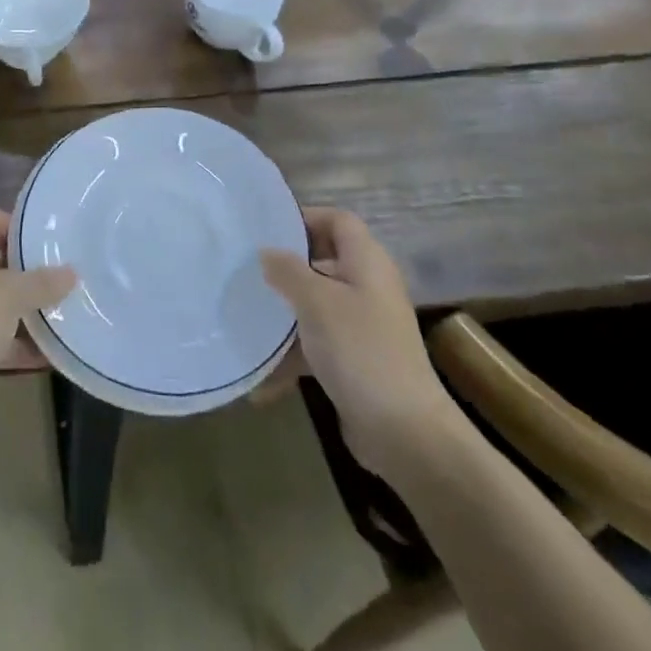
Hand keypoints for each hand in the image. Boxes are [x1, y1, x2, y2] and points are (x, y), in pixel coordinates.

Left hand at [0, 199, 76, 445]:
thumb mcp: (6, 298)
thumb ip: (40, 282)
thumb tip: (71, 273)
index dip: (5, 221)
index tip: (36, 245)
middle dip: (19, 267)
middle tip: (53, 280)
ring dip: (19, 306)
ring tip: (58, 315)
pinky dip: (11, 341)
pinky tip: (46, 355)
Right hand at [257, 207, 460, 477]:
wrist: (405, 432)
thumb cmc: (360, 350)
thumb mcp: (316, 301)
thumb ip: (287, 270)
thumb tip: (267, 252)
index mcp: (367, 263)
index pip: (338, 220)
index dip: (305, 218)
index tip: (267, 230)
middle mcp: (368, 288)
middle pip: (324, 262)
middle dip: (286, 267)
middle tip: (248, 270)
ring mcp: (364, 326)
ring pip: (317, 306)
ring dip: (285, 314)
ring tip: (245, 318)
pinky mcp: (356, 361)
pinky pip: (318, 345)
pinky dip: (293, 357)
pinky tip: (261, 381)